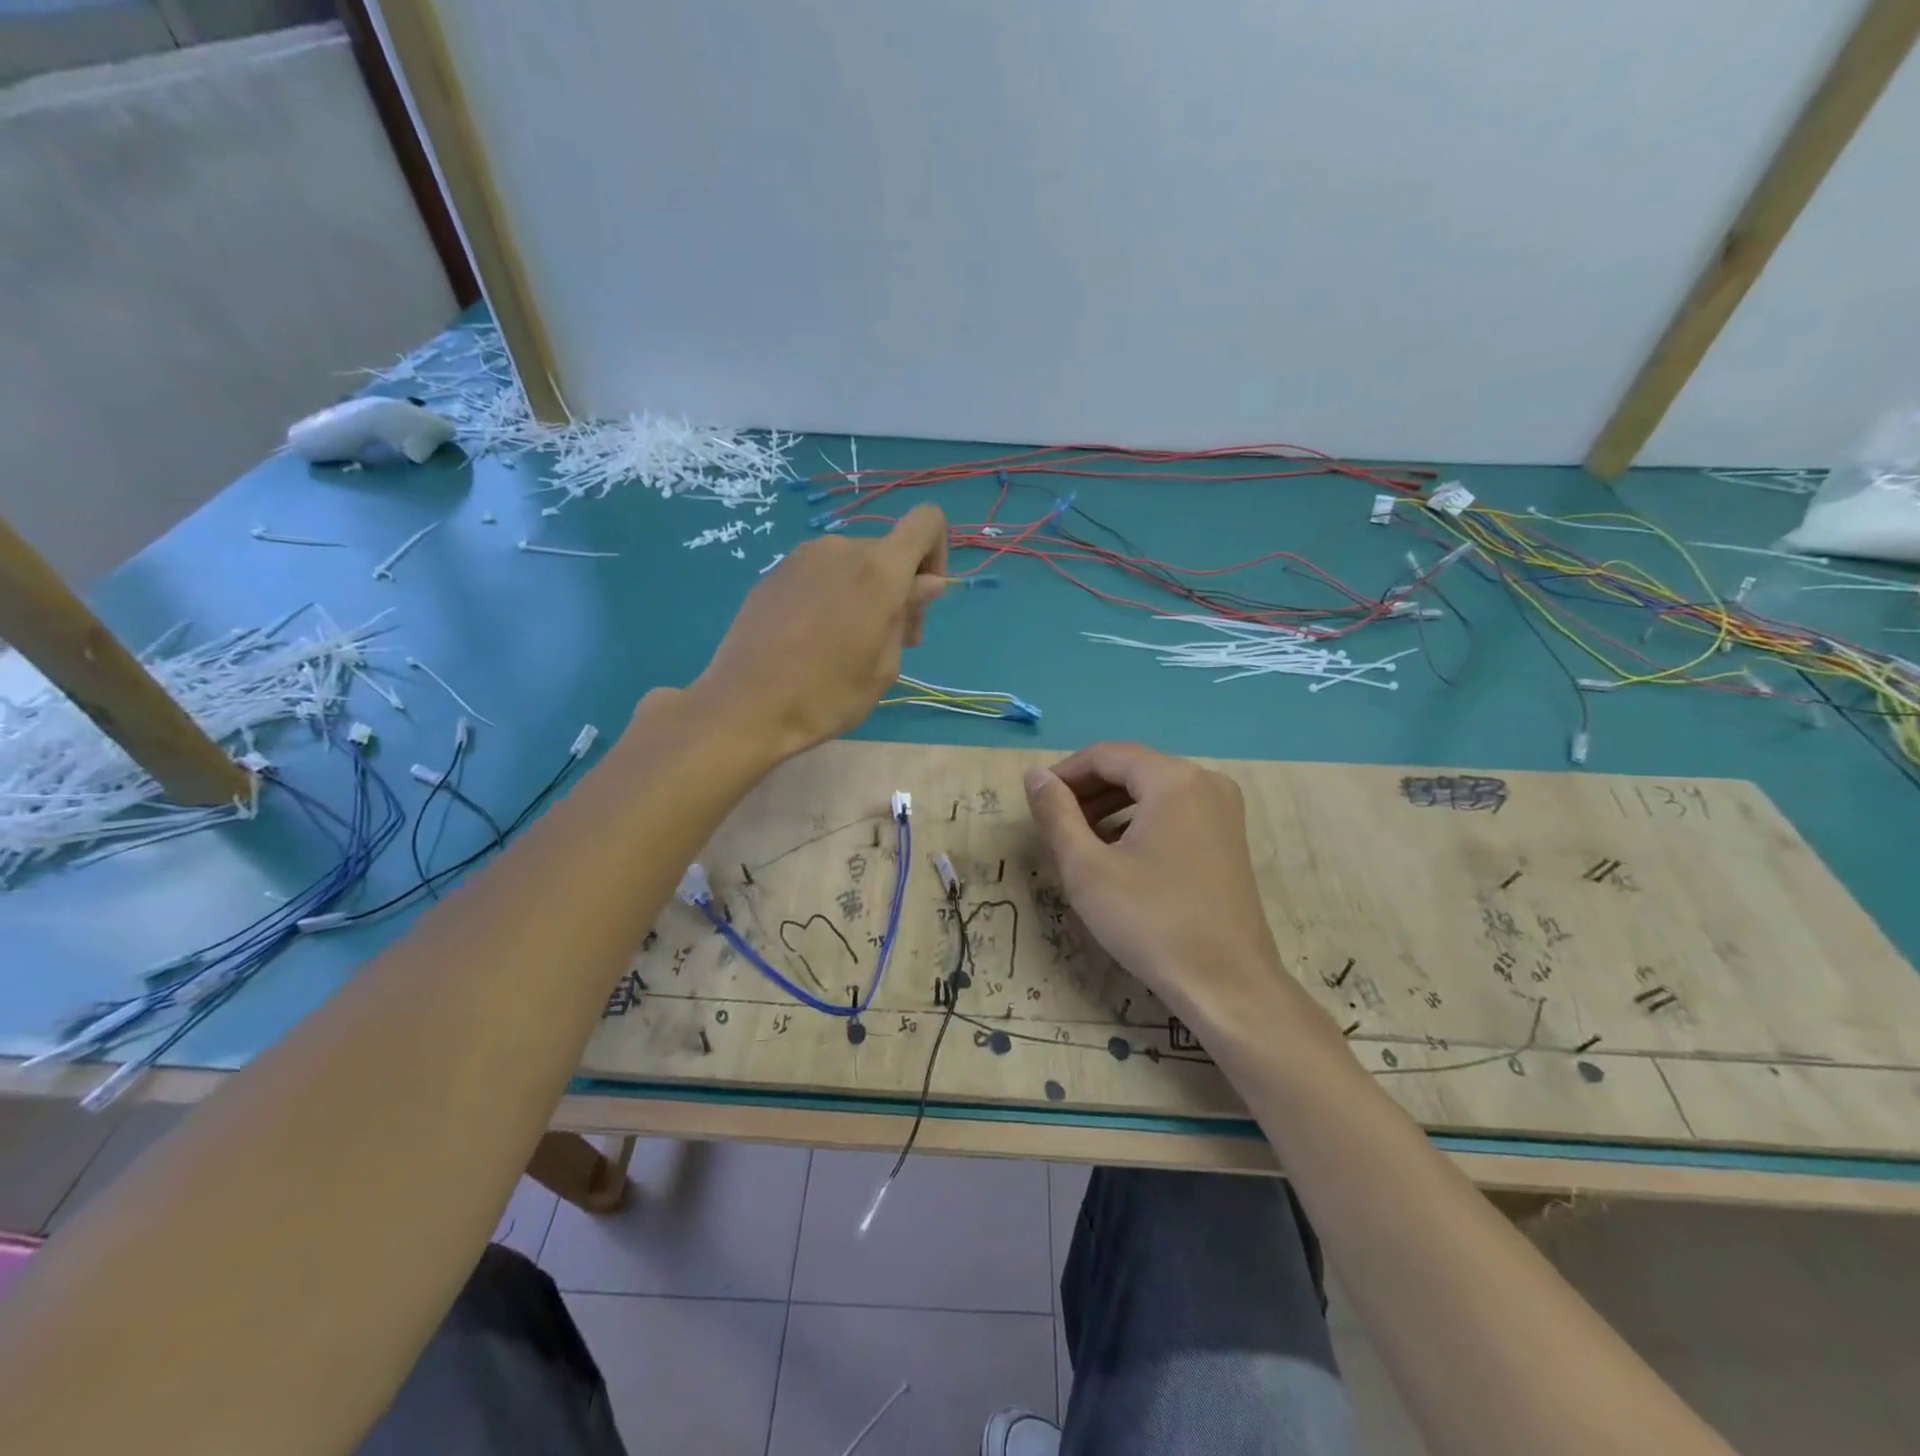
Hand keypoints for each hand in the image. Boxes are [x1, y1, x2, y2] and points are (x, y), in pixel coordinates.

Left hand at [693, 505, 947, 758]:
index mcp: (878, 569)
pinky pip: (819, 575)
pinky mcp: (773, 574)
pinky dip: (832, 596)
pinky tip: (814, 640)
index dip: (937, 552)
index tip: (924, 598)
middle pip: (887, 551)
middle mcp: (840, 549)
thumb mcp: (884, 665)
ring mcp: (801, 558)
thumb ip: (908, 613)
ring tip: (850, 645)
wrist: (744, 707)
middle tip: (892, 642)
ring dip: (865, 593)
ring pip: (852, 564)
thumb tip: (926, 583)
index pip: (926, 521)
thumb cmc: (827, 695)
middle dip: (900, 588)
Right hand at [1024, 742, 1311, 1034]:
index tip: (1036, 800)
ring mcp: (1223, 811)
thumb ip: (1057, 814)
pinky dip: (1140, 821)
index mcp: (1174, 779)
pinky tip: (1117, 853)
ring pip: (1154, 791)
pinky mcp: (1229, 838)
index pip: (1107, 755)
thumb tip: (1035, 775)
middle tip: (1053, 821)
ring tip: (1079, 838)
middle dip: (1088, 789)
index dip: (1065, 773)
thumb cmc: (1151, 921)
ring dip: (1111, 806)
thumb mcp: (1088, 867)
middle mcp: (1205, 782)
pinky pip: (1175, 811)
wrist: (1226, 985)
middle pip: (1133, 769)